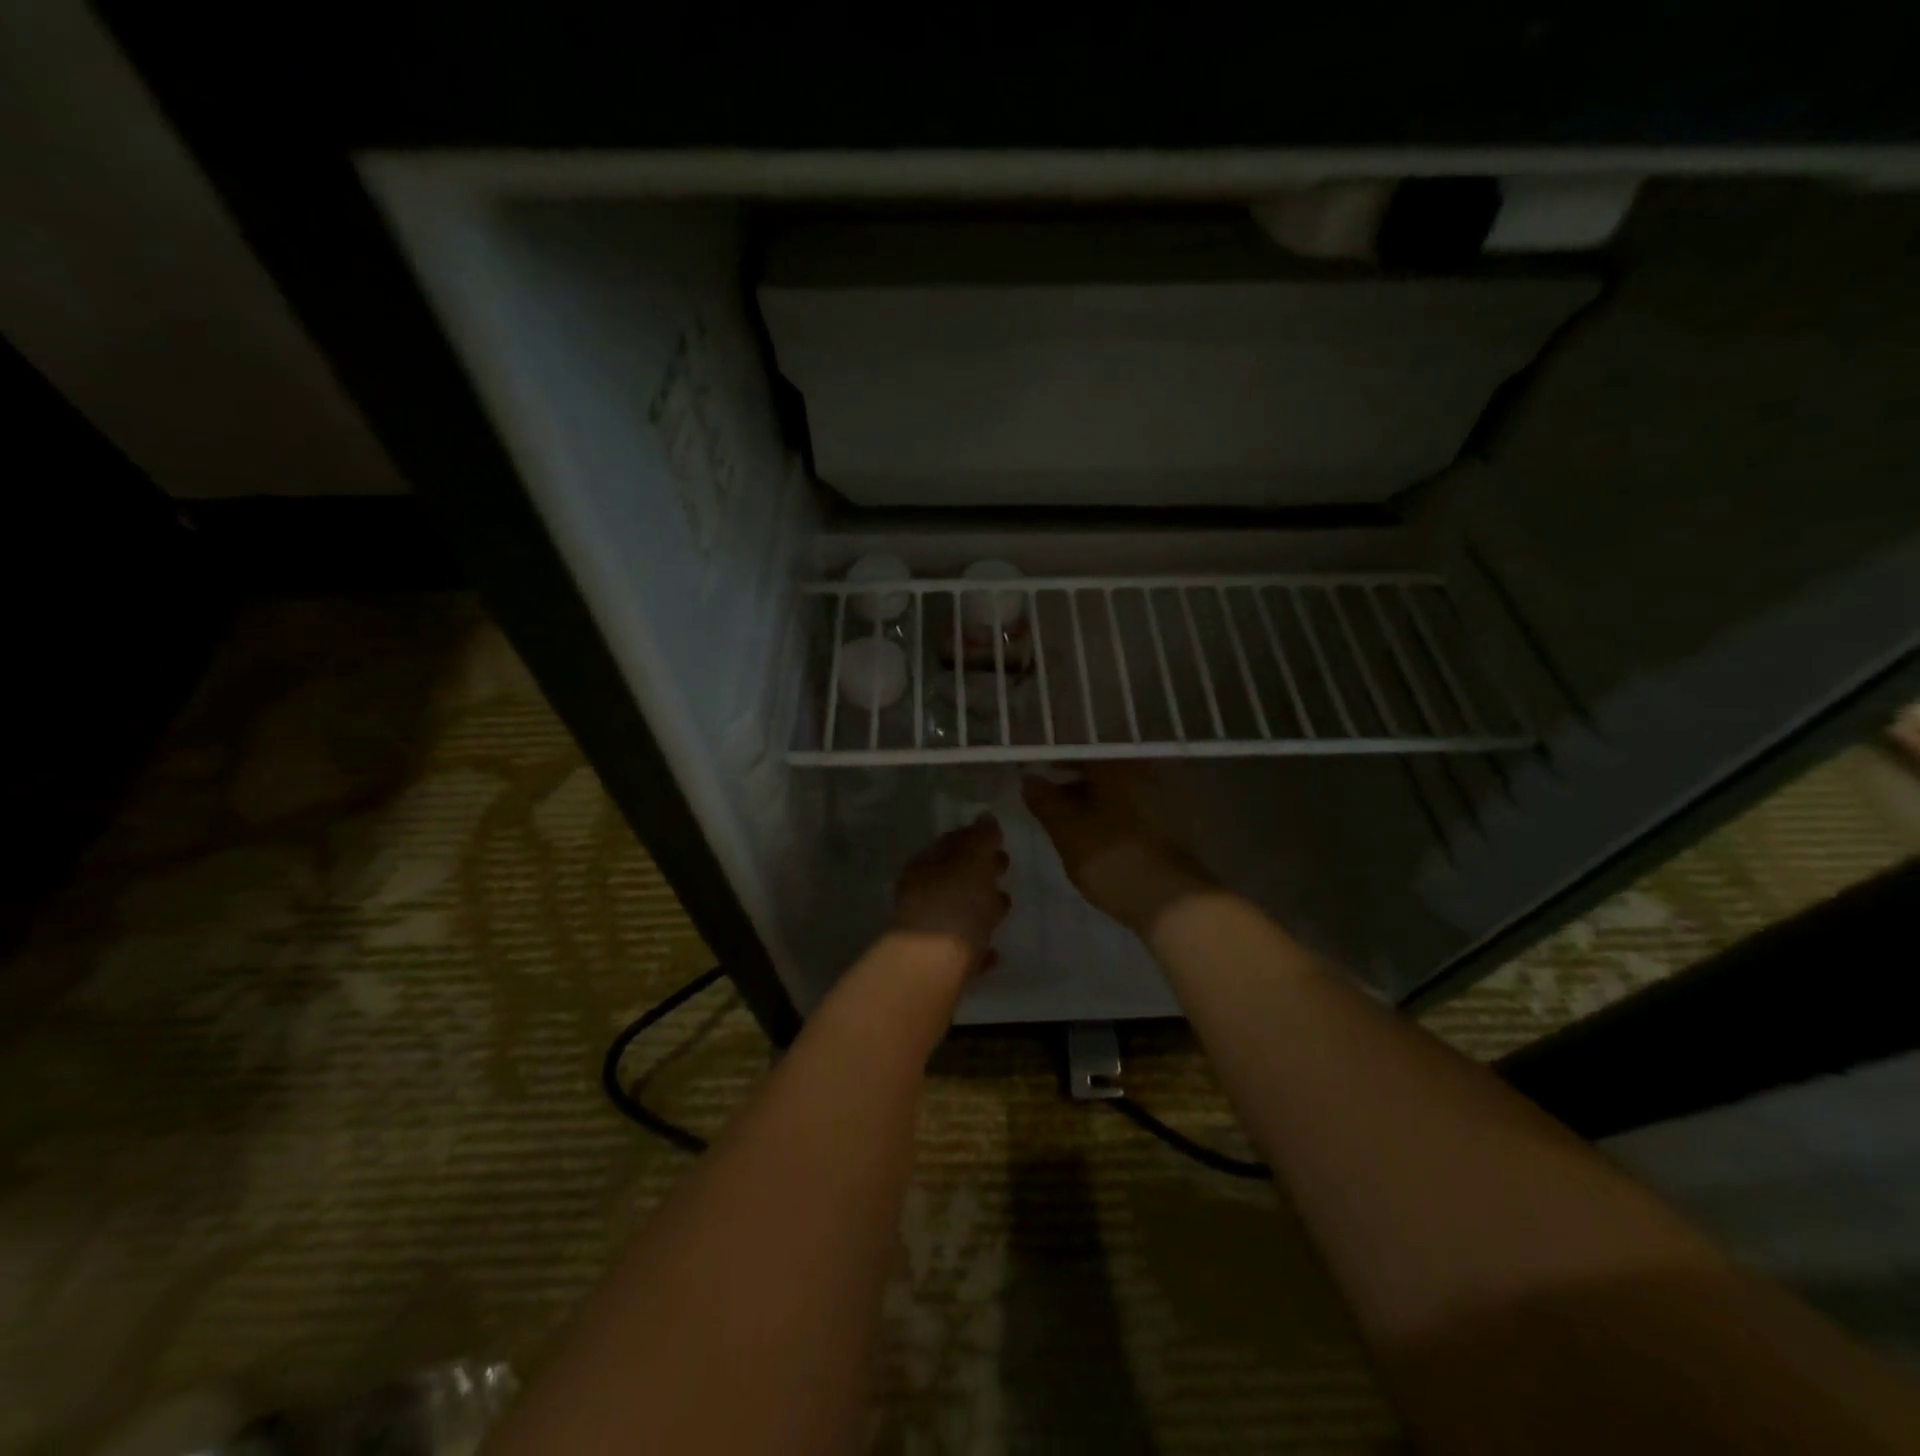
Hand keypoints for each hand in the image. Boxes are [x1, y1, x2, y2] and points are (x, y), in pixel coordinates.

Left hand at [890, 816, 1011, 972]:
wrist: (931, 967)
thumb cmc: (955, 904)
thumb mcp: (973, 861)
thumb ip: (981, 838)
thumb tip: (985, 817)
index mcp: (926, 864)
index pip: (951, 842)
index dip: (974, 838)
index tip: (998, 840)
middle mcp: (921, 894)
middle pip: (954, 876)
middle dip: (979, 871)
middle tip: (1004, 867)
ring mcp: (927, 930)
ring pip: (957, 911)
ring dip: (979, 907)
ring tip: (1004, 908)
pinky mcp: (937, 964)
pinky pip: (962, 949)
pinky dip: (977, 945)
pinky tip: (994, 952)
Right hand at [1022, 765, 1213, 938]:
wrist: (1169, 900)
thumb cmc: (1111, 857)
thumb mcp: (1066, 830)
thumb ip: (1044, 801)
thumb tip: (1029, 779)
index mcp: (1116, 767)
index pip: (1079, 752)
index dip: (1054, 761)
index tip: (1035, 774)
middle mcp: (1142, 774)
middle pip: (1100, 770)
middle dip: (1072, 782)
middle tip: (1047, 801)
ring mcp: (1159, 800)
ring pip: (1115, 792)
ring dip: (1090, 802)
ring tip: (1066, 824)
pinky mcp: (1167, 827)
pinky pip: (1129, 811)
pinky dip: (1109, 817)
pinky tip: (1095, 838)